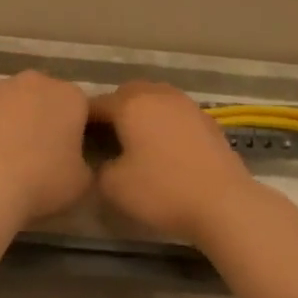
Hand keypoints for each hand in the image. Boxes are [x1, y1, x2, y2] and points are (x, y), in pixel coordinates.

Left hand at [0, 71, 93, 223]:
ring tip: (12, 157)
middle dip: (47, 120)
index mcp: (71, 96)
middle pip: (47, 99)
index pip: (83, 109)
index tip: (74, 155)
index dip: (79, 133)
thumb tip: (76, 163)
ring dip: (17, 121)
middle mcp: (37, 82)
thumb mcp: (82, 181)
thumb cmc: (42, 180)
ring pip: (15, 103)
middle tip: (43, 155)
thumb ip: (84, 165)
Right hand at [91, 81, 265, 242]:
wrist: (222, 203)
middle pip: (128, 93)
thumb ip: (99, 166)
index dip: (83, 121)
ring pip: (156, 100)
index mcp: (131, 105)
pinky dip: (165, 124)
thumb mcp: (112, 186)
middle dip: (114, 110)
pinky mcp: (208, 121)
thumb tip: (104, 160)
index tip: (76, 139)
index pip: (97, 104)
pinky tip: (164, 148)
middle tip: (106, 137)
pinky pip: (176, 114)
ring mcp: (187, 105)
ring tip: (136, 141)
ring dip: (142, 114)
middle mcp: (159, 95)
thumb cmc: (161, 191)